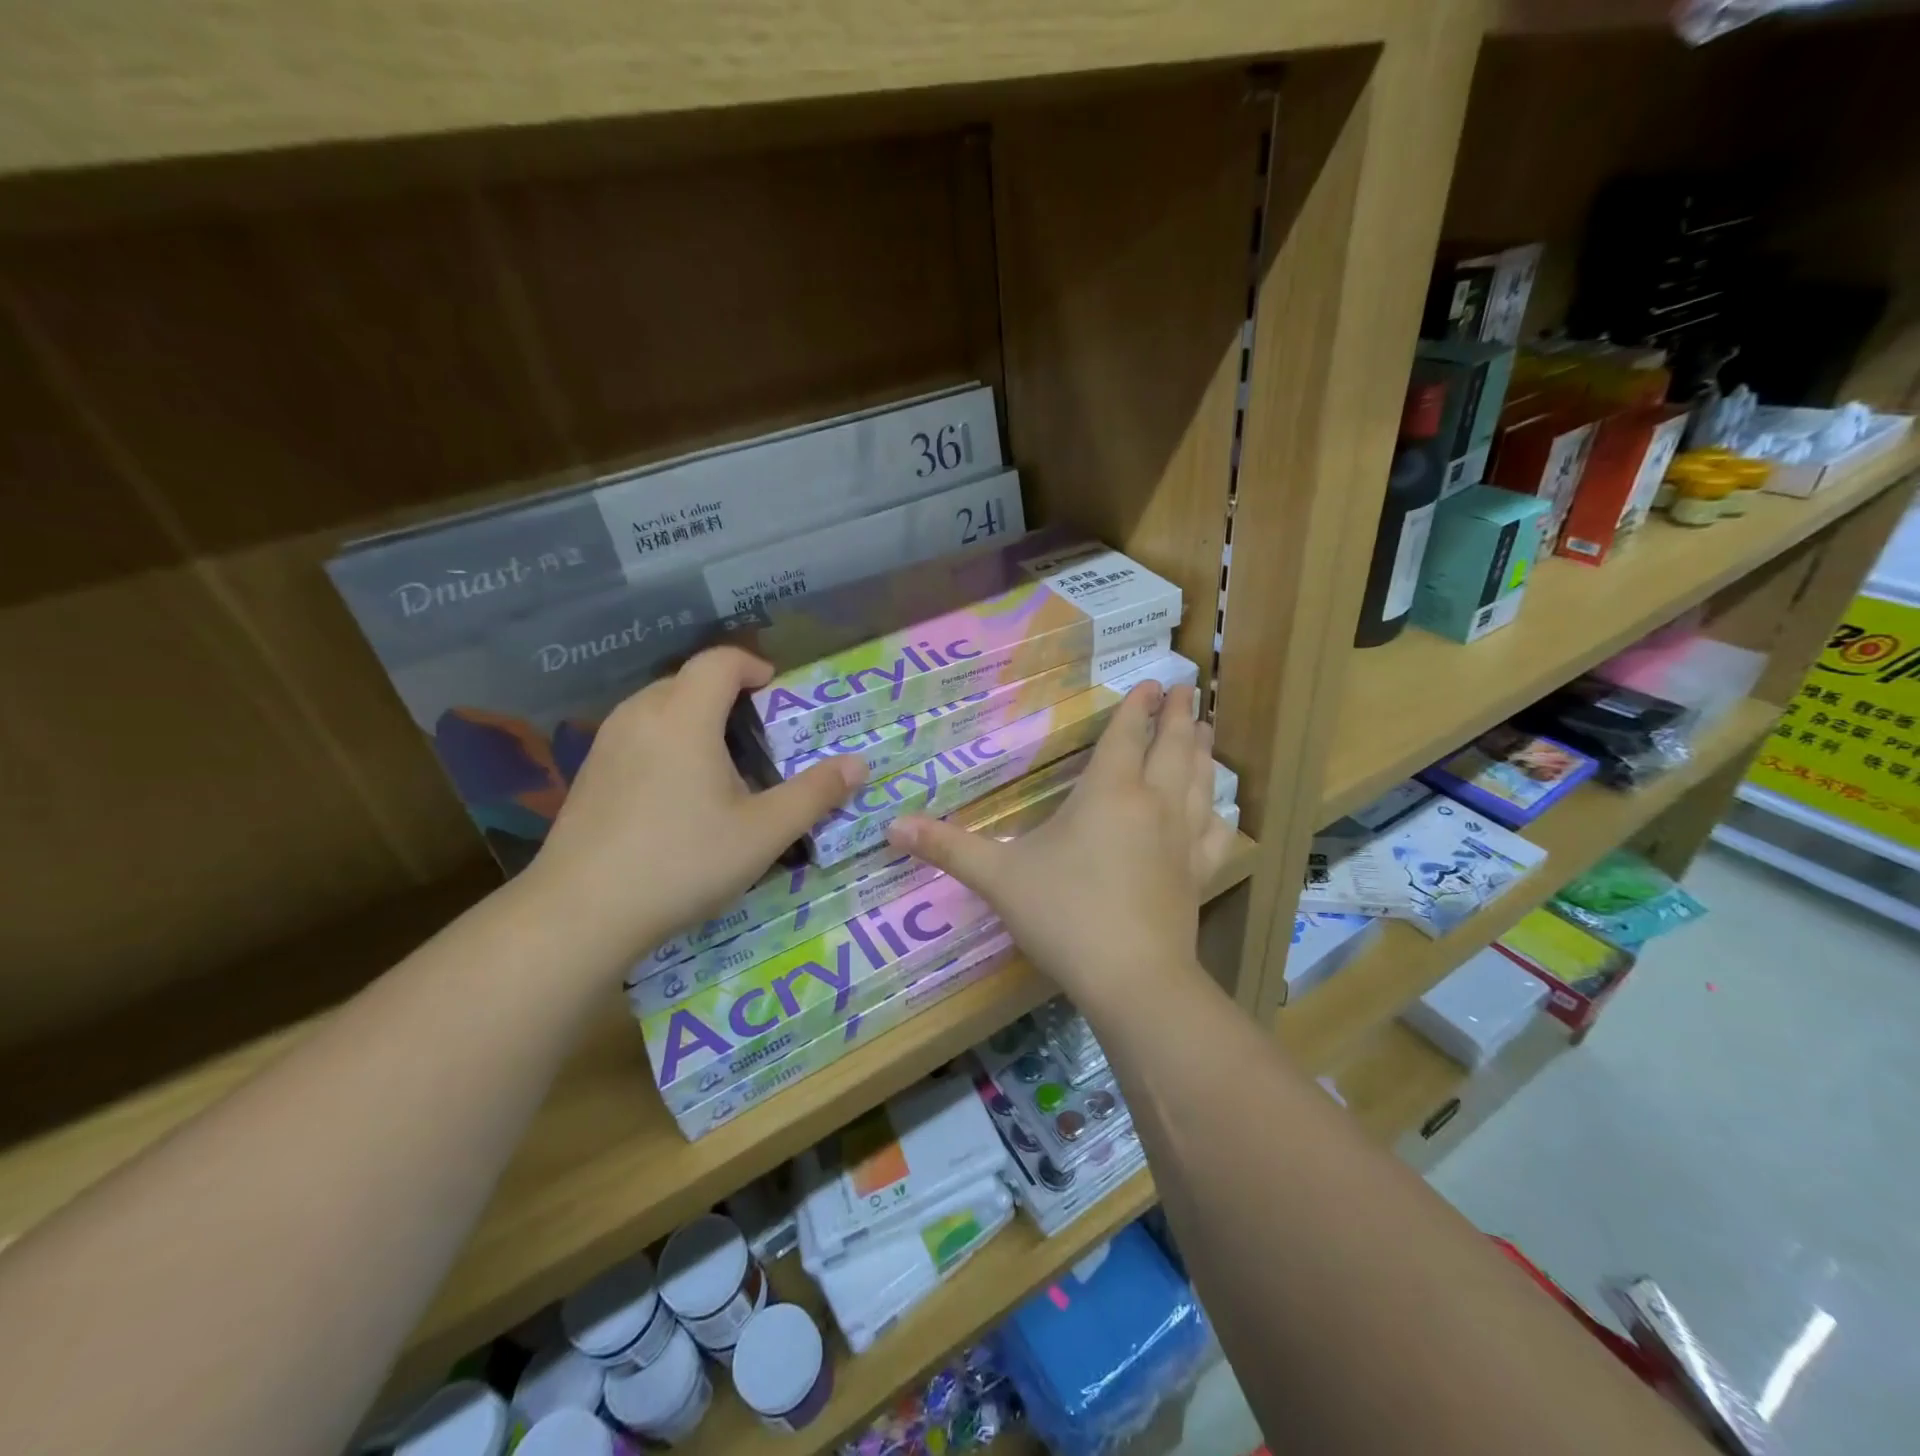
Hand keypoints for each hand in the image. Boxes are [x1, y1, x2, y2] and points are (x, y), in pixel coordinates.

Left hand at [526, 647, 863, 960]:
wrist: (580, 913)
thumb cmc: (682, 863)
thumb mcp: (763, 833)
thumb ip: (814, 794)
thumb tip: (859, 765)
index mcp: (683, 716)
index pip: (720, 661)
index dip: (753, 666)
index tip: (777, 692)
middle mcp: (640, 715)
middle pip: (688, 679)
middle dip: (727, 692)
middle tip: (759, 733)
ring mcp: (607, 743)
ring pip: (658, 706)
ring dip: (696, 716)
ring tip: (722, 760)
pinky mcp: (589, 772)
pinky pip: (637, 733)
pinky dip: (667, 740)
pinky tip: (678, 791)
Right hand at [884, 683, 1236, 1008]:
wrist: (1132, 978)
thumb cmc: (1064, 915)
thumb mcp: (999, 877)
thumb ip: (948, 848)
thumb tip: (891, 826)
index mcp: (1110, 793)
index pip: (1127, 735)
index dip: (1137, 707)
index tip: (1153, 683)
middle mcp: (1154, 804)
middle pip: (1172, 748)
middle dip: (1178, 717)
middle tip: (1188, 690)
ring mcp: (1182, 839)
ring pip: (1199, 782)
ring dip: (1201, 751)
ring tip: (1206, 728)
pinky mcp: (1198, 874)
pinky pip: (1213, 833)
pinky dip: (1216, 813)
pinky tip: (1217, 810)